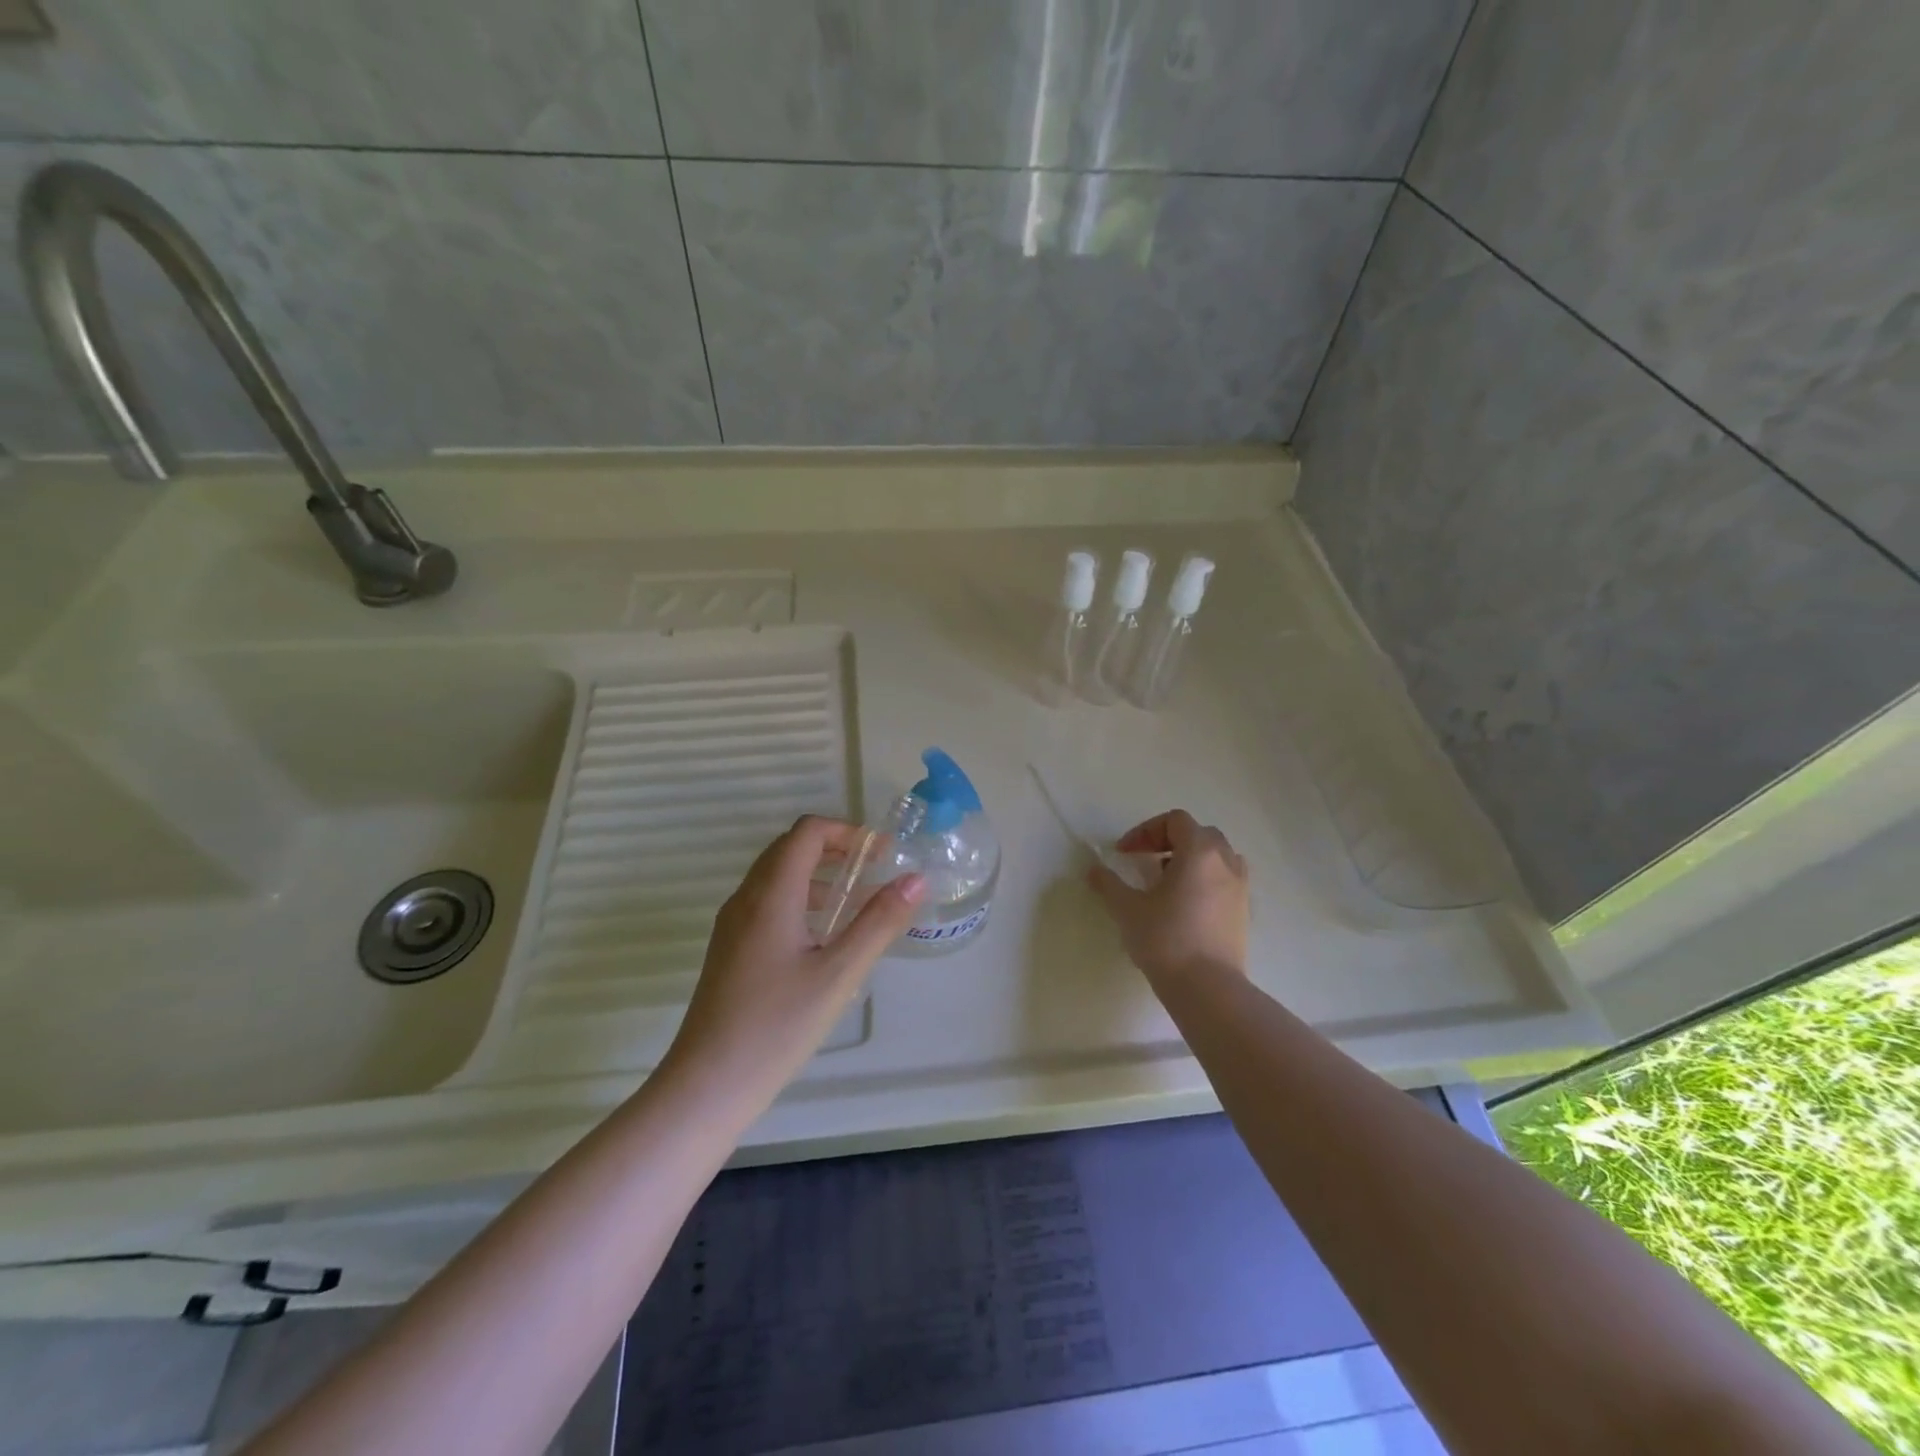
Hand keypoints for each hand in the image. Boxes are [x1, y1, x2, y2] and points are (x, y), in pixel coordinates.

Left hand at [662, 816, 924, 1108]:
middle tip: (875, 870)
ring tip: (857, 901)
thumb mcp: (838, 974)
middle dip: (836, 848)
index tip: (883, 853)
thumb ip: (879, 922)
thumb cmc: (776, 1027)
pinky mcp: (730, 949)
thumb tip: (916, 879)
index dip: (848, 831)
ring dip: (819, 874)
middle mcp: (746, 898)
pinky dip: (801, 898)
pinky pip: (768, 902)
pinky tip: (824, 936)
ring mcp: (733, 924)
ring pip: (777, 876)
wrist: (706, 1085)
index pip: (807, 832)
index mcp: (770, 895)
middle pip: (790, 848)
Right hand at [1088, 810, 1249, 986]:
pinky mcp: (1244, 912)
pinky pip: (1225, 880)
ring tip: (1167, 885)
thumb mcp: (1127, 909)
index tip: (1125, 853)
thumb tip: (1094, 870)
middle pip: (1199, 834)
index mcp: (1199, 851)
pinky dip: (1206, 881)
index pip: (1175, 820)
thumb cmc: (1165, 939)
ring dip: (1191, 861)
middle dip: (1169, 842)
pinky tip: (1185, 907)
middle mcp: (1225, 862)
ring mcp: (1240, 887)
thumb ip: (1108, 883)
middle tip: (1146, 864)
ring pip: (1217, 857)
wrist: (1208, 989)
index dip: (1146, 831)